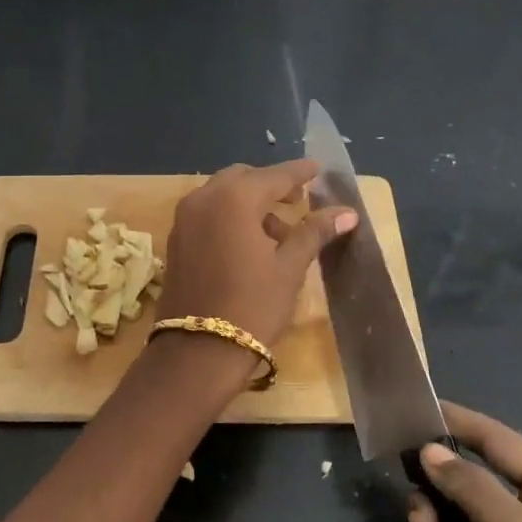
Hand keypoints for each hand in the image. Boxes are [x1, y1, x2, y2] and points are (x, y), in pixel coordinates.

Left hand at [155, 159, 355, 348]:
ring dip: (250, 204)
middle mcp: (203, 199)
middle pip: (243, 179)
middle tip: (297, 202)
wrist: (197, 351)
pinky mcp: (175, 240)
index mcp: (234, 199)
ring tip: (279, 234)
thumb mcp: (289, 268)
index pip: (274, 176)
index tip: (318, 169)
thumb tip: (347, 212)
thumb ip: (314, 232)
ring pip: (222, 196)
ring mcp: (183, 219)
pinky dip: (229, 217)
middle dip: (271, 186)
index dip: (299, 173)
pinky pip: (207, 214)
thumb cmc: (252, 307)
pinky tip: (249, 244)